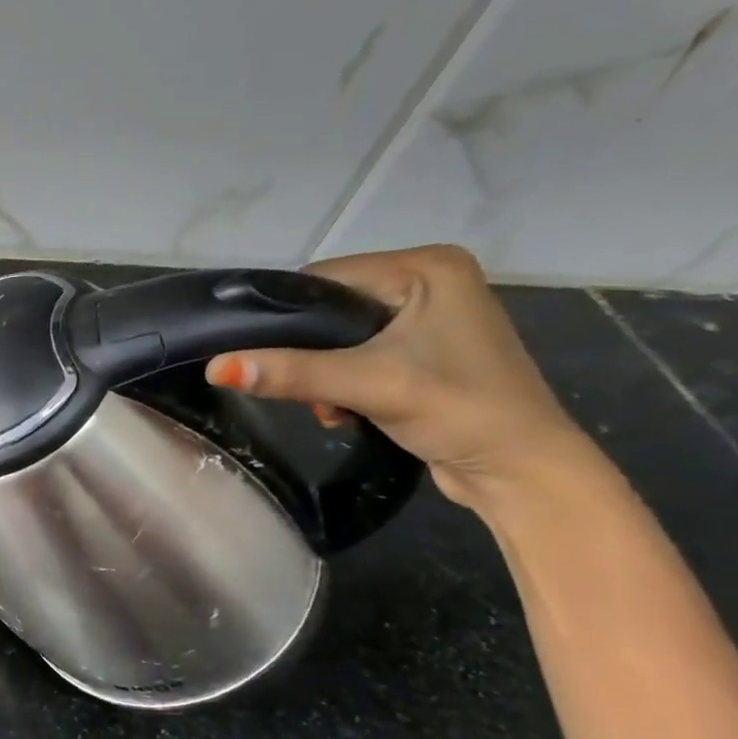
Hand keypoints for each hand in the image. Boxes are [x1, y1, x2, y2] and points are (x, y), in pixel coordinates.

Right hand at [204, 245, 591, 510]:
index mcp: (427, 266)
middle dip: (308, 354)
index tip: (263, 356)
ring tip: (332, 408)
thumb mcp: (367, 384)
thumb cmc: (459, 410)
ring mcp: (428, 317)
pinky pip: (358, 355)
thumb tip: (215, 368)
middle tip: (309, 392)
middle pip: (330, 309)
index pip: (325, 278)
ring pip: (339, 337)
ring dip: (322, 374)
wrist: (522, 472)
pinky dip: (342, 382)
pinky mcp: (424, 352)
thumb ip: (291, 373)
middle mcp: (429, 281)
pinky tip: (346, 410)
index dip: (288, 317)